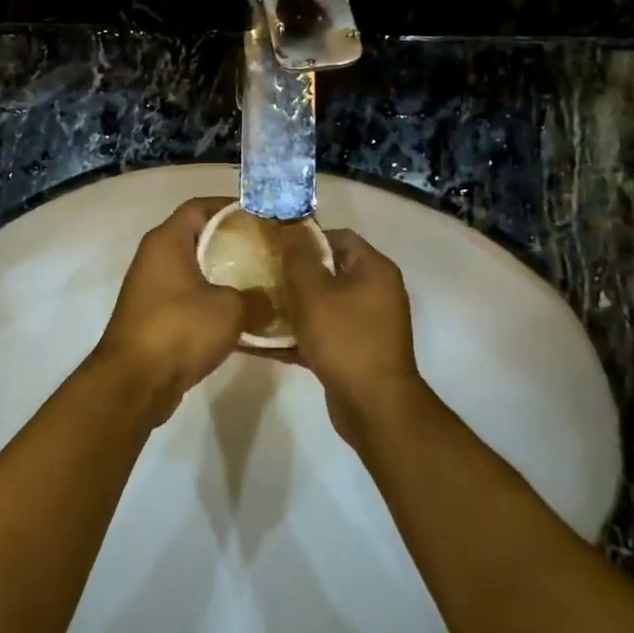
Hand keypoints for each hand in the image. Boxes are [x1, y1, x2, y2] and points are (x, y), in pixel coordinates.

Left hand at [91, 197, 259, 423]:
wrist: (134, 382)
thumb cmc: (179, 330)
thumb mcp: (230, 310)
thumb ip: (257, 299)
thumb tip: (272, 301)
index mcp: (167, 241)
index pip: (199, 206)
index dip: (231, 207)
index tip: (263, 217)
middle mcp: (155, 257)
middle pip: (198, 237)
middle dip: (233, 242)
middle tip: (268, 250)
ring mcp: (152, 288)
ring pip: (195, 269)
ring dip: (224, 275)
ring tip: (262, 282)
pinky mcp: (154, 316)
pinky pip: (189, 297)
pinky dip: (212, 301)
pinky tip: (242, 316)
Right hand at [275, 225, 430, 451]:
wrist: (373, 405)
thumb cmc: (345, 339)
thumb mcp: (314, 292)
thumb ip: (299, 258)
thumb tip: (290, 227)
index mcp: (374, 269)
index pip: (339, 237)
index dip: (306, 238)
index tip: (274, 246)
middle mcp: (376, 291)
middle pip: (330, 270)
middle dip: (294, 273)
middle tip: (261, 275)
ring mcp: (367, 323)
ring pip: (323, 304)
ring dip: (292, 305)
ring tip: (256, 306)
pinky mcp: (355, 350)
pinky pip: (323, 332)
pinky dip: (299, 334)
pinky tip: (264, 341)